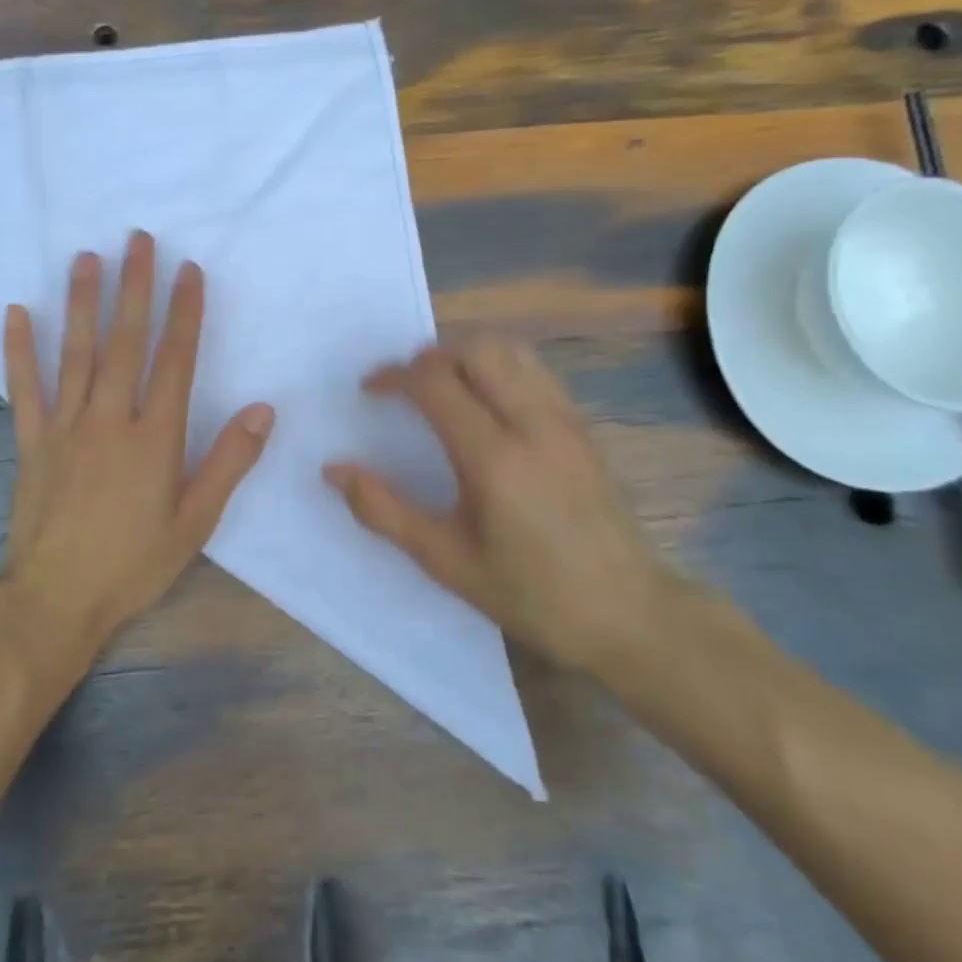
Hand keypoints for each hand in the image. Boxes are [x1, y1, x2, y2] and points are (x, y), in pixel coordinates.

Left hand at [0, 231, 275, 651]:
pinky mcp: (30, 441)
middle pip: (125, 343)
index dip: (185, 313)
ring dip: (83, 303)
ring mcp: (64, 427)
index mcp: (155, 438)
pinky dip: (18, 349)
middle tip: (138, 240)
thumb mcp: (195, 522)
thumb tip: (263, 410)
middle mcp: (109, 420)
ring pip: (76, 353)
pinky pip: (23, 387)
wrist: (55, 600)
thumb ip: (228, 462)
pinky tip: (17, 312)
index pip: (175, 361)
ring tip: (87, 258)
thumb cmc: (133, 564)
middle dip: (135, 288)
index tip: (188, 271)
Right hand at [323, 337, 671, 671]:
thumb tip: (334, 469)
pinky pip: (535, 370)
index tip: (371, 391)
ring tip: (443, 387)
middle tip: (406, 387)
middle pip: (475, 349)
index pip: (434, 381)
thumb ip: (384, 510)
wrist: (628, 612)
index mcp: (492, 456)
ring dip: (467, 354)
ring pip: (511, 350)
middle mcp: (531, 422)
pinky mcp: (582, 425)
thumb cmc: (530, 592)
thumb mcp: (445, 560)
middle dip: (430, 356)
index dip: (394, 376)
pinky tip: (487, 403)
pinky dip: (500, 367)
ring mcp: (564, 419)